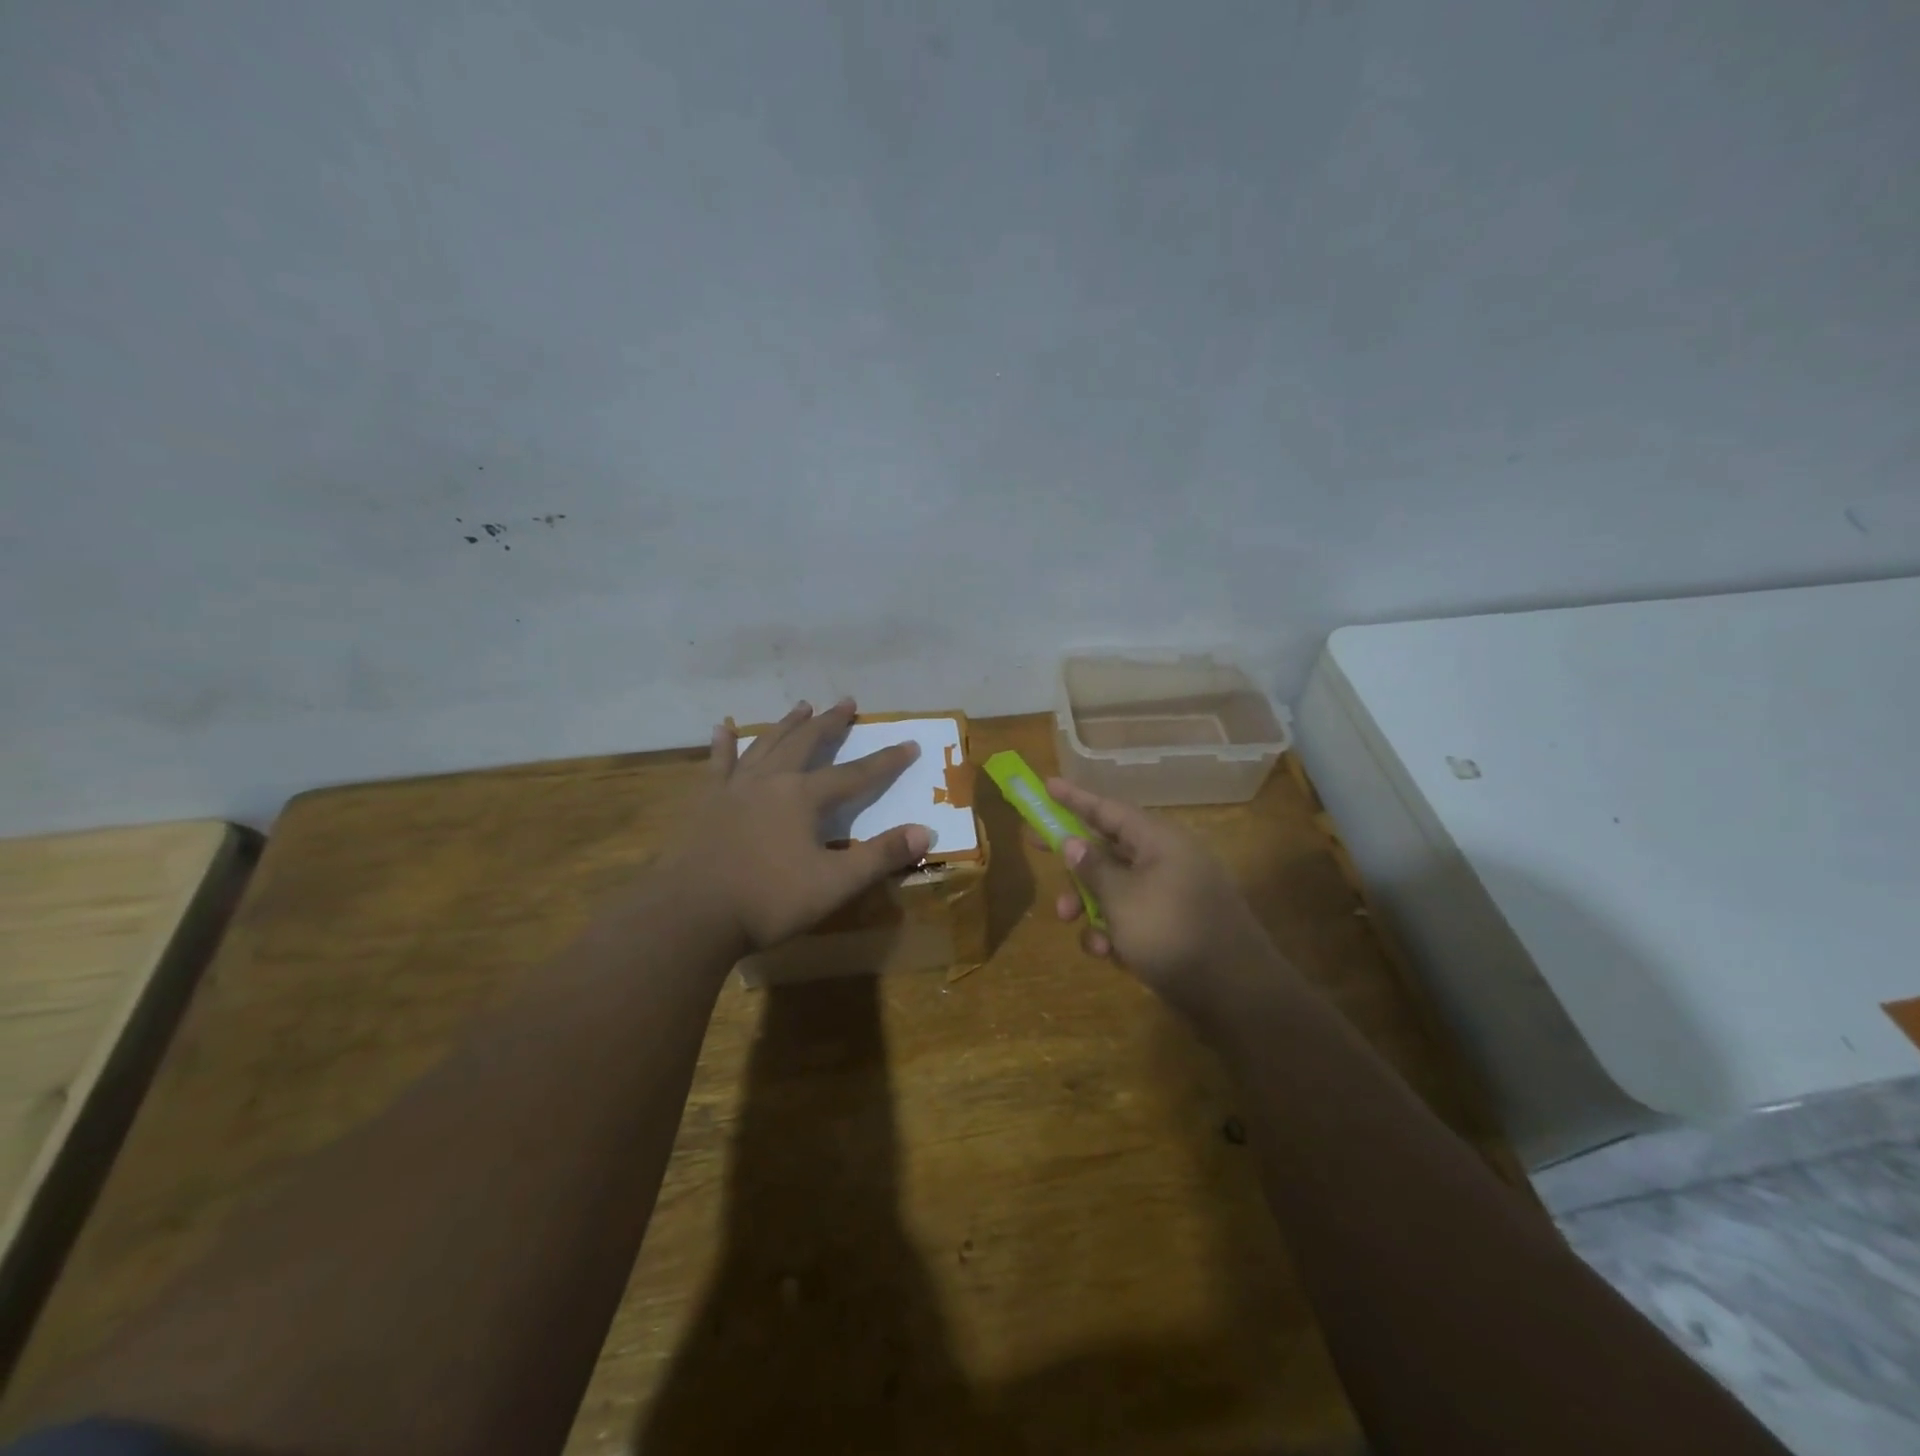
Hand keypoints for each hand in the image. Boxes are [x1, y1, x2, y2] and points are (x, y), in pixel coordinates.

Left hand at [673, 698, 930, 952]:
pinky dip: (722, 745)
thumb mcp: (835, 883)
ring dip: (787, 724)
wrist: (691, 914)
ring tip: (802, 706)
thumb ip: (880, 856)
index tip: (910, 744)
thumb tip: (926, 831)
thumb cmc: (768, 900)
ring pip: (766, 744)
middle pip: (807, 743)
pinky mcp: (706, 802)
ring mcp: (734, 788)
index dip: (886, 761)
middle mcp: (771, 780)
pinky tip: (721, 729)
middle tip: (847, 702)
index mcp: (804, 797)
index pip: (856, 774)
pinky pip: (717, 764)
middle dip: (830, 723)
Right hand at [1045, 777, 1283, 1013]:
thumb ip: (1093, 868)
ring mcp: (1172, 894)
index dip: (1074, 798)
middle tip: (1035, 845)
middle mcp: (1166, 859)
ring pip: (1116, 886)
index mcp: (1159, 840)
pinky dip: (1114, 929)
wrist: (1237, 996)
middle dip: (1073, 857)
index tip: (1046, 785)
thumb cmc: (1173, 934)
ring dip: (1089, 902)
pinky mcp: (1173, 926)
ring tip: (1070, 922)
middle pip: (1108, 846)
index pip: (1108, 809)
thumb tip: (1072, 842)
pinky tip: (1107, 954)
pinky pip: (1133, 915)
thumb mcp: (1122, 899)